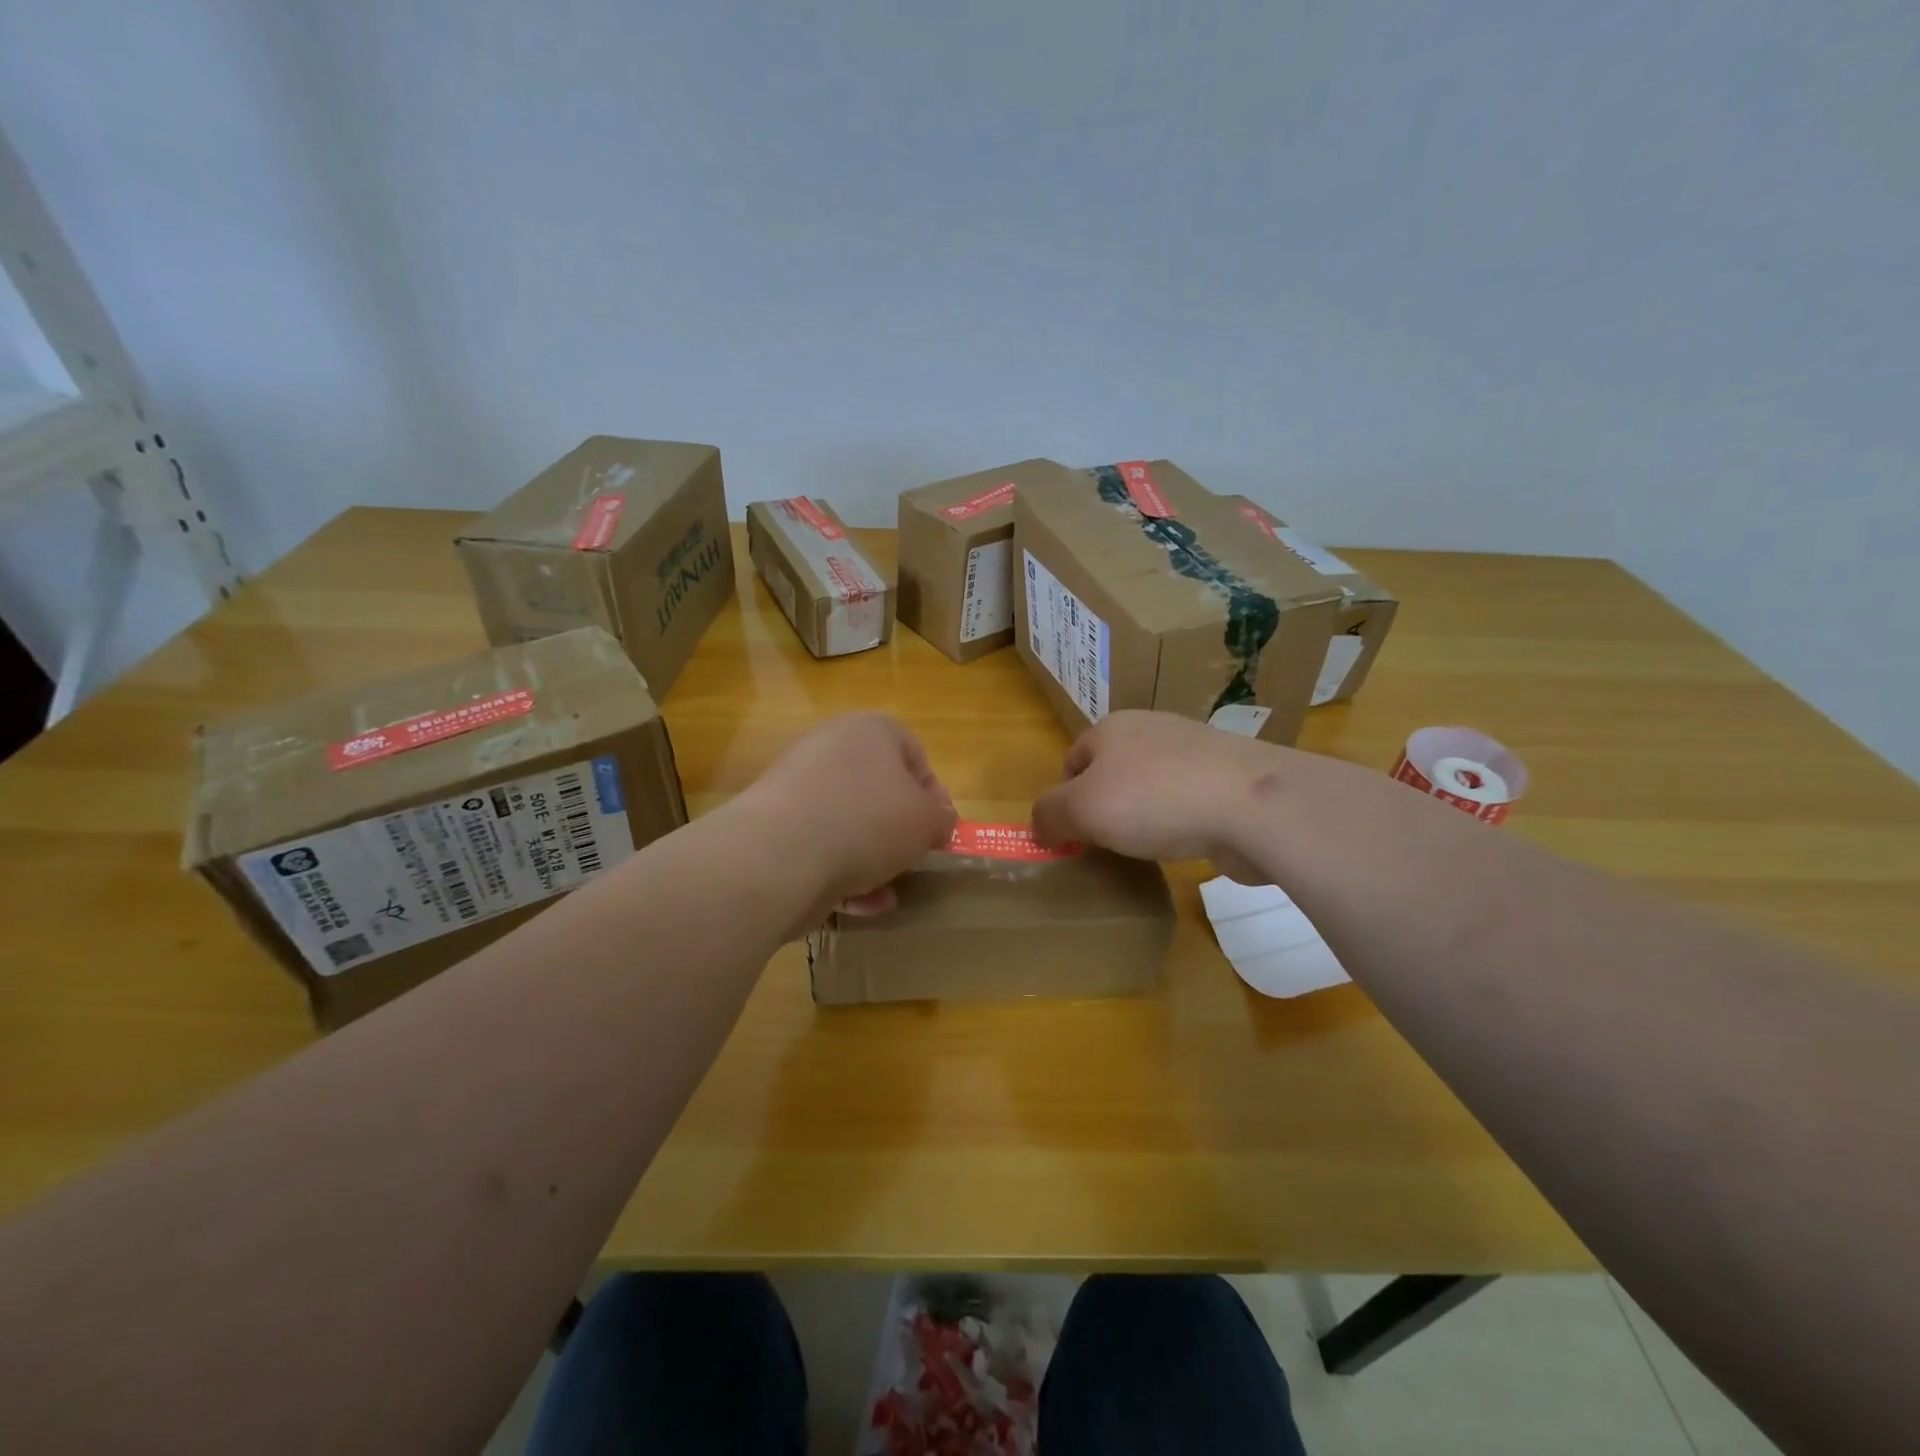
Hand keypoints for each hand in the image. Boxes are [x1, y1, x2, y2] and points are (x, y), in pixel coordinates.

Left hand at [736, 713, 956, 922]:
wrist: (780, 856)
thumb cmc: (867, 822)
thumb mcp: (926, 820)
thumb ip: (941, 818)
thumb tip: (937, 821)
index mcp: (869, 731)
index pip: (914, 753)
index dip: (934, 794)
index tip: (940, 830)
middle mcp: (829, 749)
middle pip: (877, 791)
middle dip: (898, 831)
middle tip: (913, 858)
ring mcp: (796, 789)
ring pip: (848, 824)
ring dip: (872, 860)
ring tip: (885, 890)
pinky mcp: (774, 828)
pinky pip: (819, 848)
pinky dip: (840, 875)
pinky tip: (856, 904)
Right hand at [1031, 710, 1282, 879]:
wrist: (1253, 804)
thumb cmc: (1154, 799)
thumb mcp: (1082, 809)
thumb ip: (1049, 815)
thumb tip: (1038, 827)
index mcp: (1112, 727)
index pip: (1072, 761)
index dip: (1066, 800)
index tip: (1075, 836)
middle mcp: (1152, 729)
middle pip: (1112, 773)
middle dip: (1106, 809)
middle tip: (1108, 845)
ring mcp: (1196, 750)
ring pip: (1151, 787)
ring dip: (1144, 817)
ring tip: (1149, 847)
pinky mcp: (1229, 777)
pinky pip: (1188, 801)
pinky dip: (1181, 823)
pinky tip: (1187, 843)